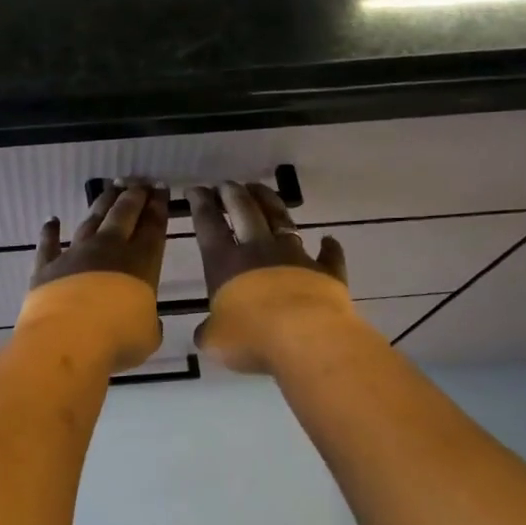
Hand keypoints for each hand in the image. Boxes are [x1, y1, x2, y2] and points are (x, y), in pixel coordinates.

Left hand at [21, 180, 169, 372]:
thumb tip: (145, 321)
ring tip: (110, 189)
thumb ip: (148, 322)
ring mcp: (75, 254)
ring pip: (91, 220)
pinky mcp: (47, 266)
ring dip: (102, 203)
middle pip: (123, 214)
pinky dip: (49, 231)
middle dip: (133, 196)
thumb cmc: (118, 339)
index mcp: (140, 262)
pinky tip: (51, 220)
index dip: (158, 205)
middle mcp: (108, 249)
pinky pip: (48, 244)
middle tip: (138, 182)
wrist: (68, 340)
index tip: (161, 188)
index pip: (153, 226)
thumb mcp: (148, 335)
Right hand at [187, 181, 355, 374]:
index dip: (200, 204)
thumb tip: (207, 332)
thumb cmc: (251, 338)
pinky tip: (329, 240)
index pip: (208, 224)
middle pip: (244, 211)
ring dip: (269, 201)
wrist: (306, 339)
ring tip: (260, 189)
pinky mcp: (326, 272)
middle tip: (227, 184)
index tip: (196, 190)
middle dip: (233, 194)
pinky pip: (328, 256)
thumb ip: (209, 331)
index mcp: (225, 262)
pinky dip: (329, 247)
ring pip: (281, 219)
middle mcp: (258, 250)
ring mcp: (295, 257)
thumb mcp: (214, 340)